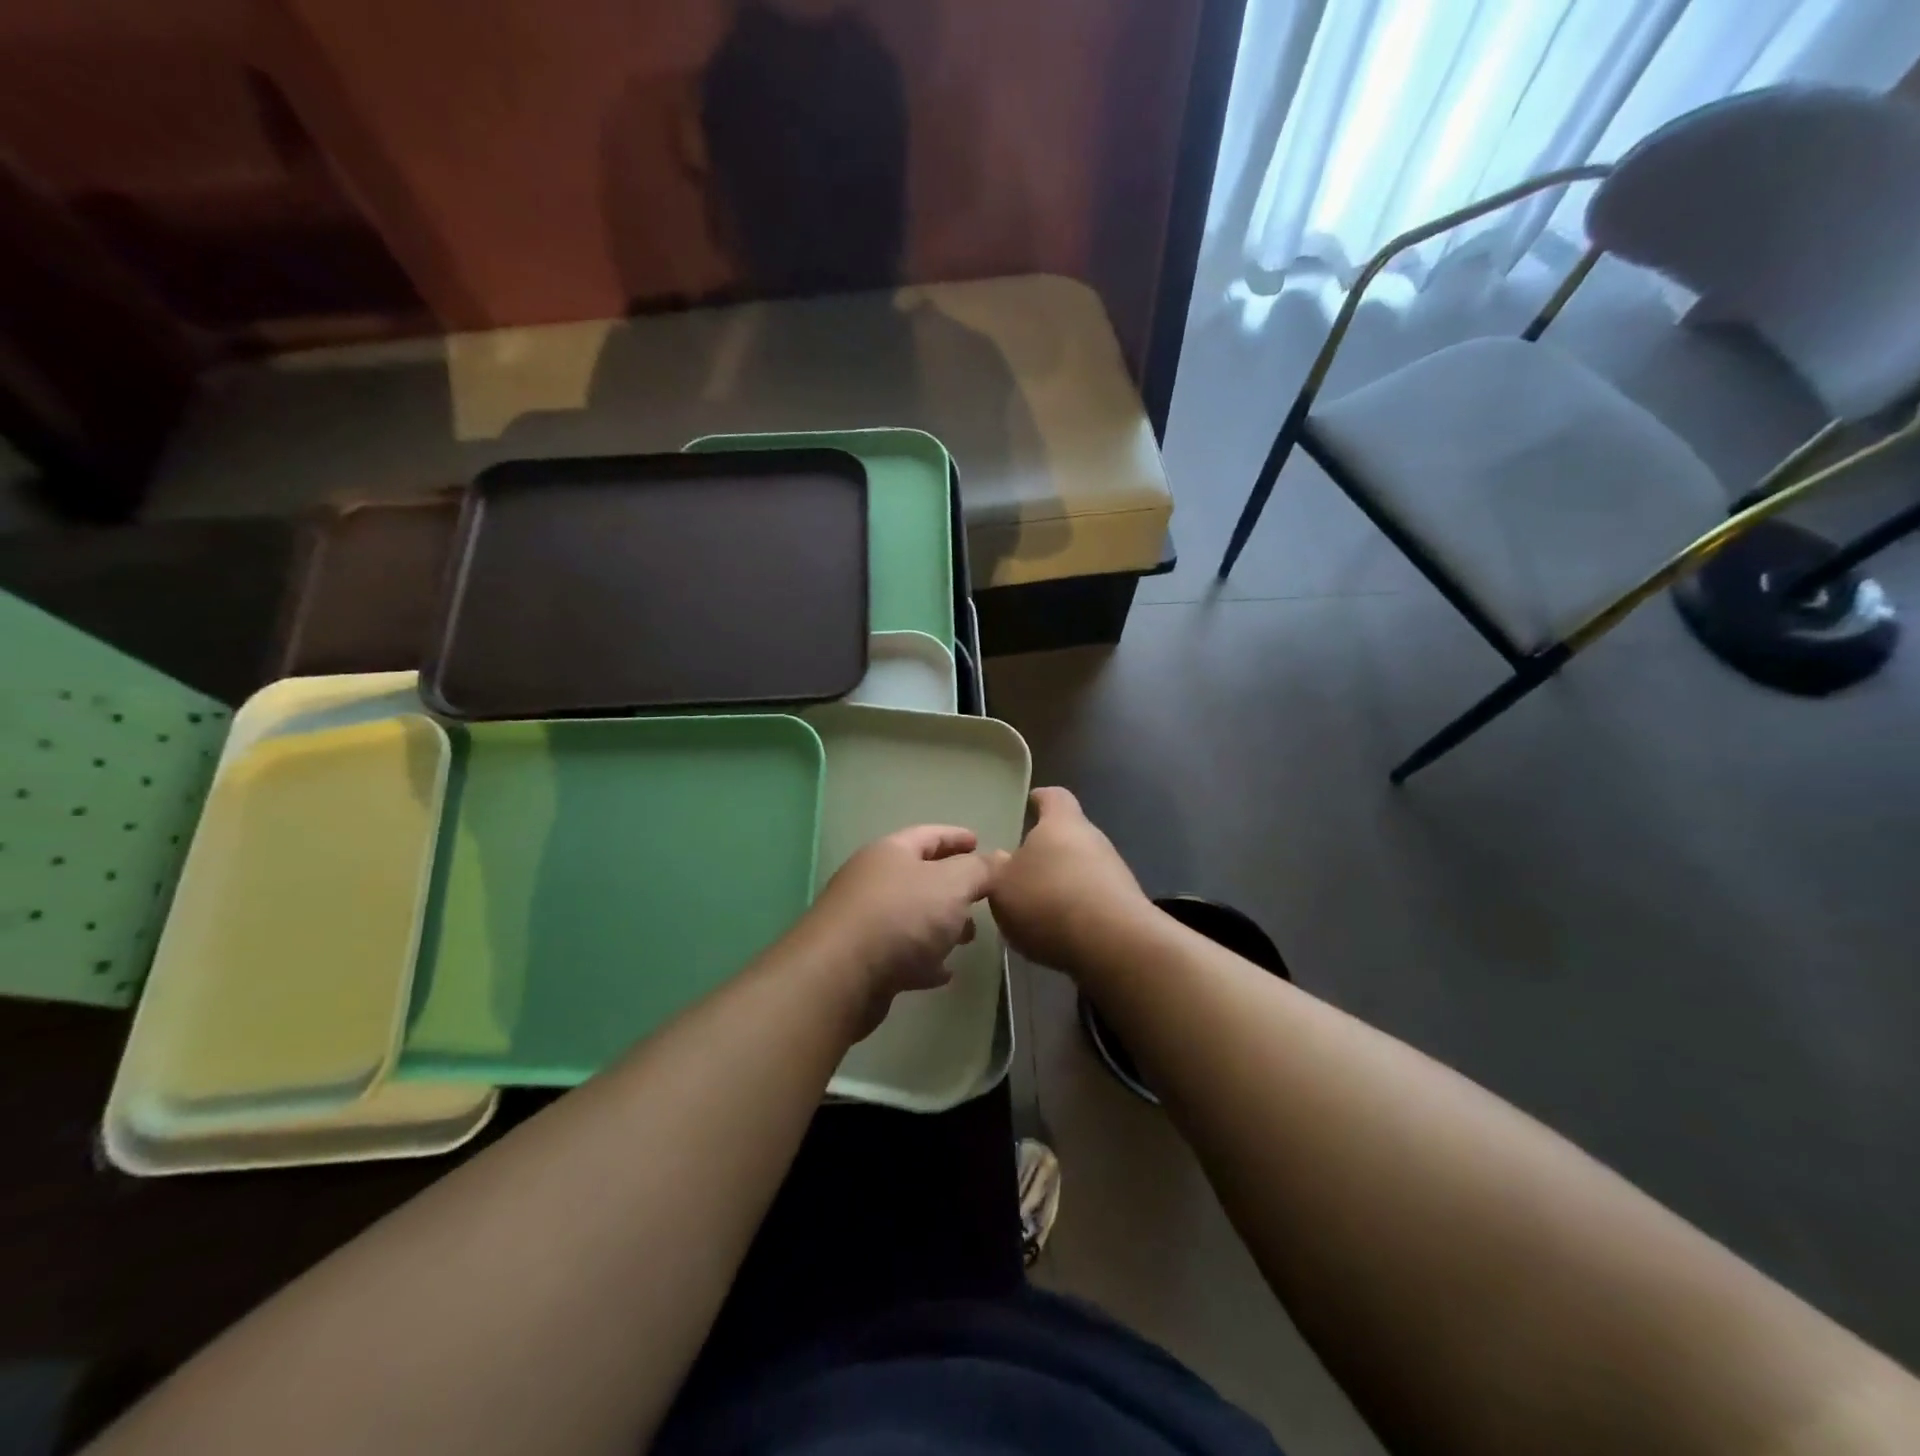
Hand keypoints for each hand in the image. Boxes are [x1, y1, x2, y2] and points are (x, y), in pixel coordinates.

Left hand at [794, 825, 998, 1039]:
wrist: (840, 975)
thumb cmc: (901, 916)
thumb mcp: (952, 885)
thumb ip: (980, 870)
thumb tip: (1000, 858)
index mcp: (892, 853)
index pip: (929, 835)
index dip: (956, 837)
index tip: (979, 841)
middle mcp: (874, 880)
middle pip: (919, 876)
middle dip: (953, 886)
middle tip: (983, 896)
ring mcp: (865, 921)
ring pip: (912, 917)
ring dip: (941, 925)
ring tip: (970, 937)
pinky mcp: (862, 961)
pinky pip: (902, 954)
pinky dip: (925, 959)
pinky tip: (944, 973)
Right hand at [988, 787, 1149, 977]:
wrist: (1113, 945)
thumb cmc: (1048, 899)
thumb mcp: (1001, 885)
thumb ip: (996, 869)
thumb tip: (1001, 859)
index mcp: (1061, 823)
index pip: (1054, 797)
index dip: (1040, 798)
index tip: (1030, 803)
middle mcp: (1093, 839)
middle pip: (1068, 835)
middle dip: (1046, 850)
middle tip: (1021, 869)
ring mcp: (1114, 872)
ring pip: (1081, 868)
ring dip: (1061, 882)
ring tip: (1036, 908)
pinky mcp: (1125, 905)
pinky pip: (1093, 898)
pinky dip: (1076, 909)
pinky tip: (1059, 932)